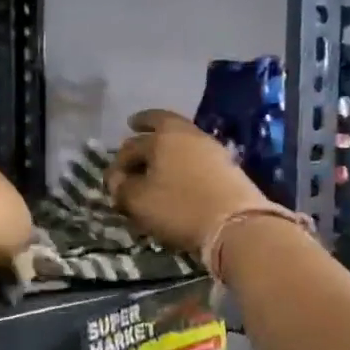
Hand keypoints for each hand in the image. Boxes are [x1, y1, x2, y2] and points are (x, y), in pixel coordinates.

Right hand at [107, 110, 271, 253]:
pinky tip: (178, 169)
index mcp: (161, 137)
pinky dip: (182, 157)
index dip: (117, 163)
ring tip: (156, 155)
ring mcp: (210, 147)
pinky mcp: (227, 164)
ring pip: (181, 138)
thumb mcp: (139, 201)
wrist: (237, 224)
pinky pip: (195, 153)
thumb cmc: (179, 208)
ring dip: (166, 144)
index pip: (130, 146)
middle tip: (134, 126)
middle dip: (144, 127)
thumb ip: (122, 188)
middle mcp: (186, 134)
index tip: (112, 180)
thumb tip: (118, 182)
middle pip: (161, 124)